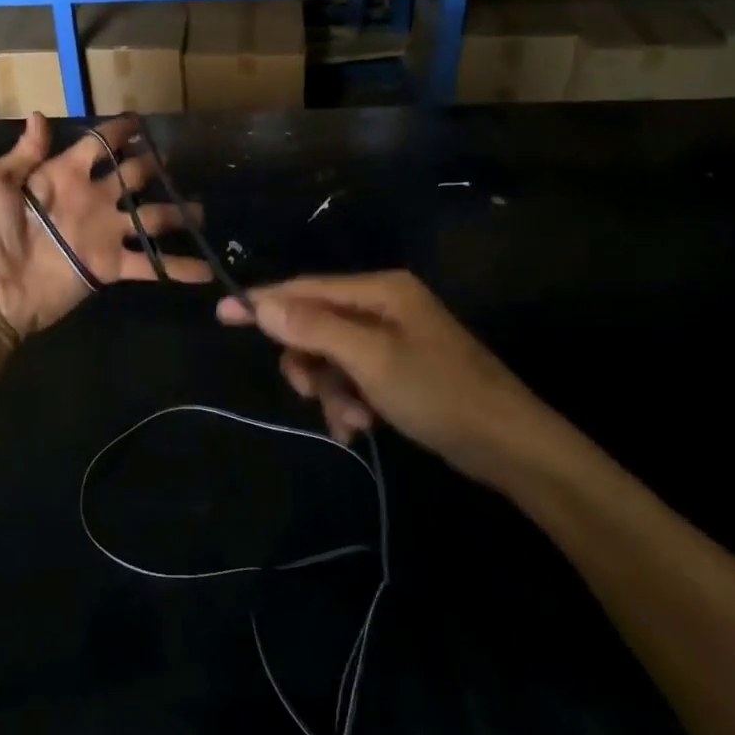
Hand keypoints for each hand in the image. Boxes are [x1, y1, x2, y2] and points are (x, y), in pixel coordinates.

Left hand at [0, 113, 210, 347]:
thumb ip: (22, 154)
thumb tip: (39, 116)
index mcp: (62, 174)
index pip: (98, 145)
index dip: (118, 132)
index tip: (141, 122)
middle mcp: (89, 199)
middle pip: (131, 176)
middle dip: (152, 166)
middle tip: (174, 160)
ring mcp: (103, 234)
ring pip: (150, 217)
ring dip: (176, 213)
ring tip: (201, 211)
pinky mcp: (110, 267)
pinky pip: (150, 264)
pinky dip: (178, 268)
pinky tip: (208, 269)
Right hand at [217, 270, 554, 484]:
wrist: (512, 447)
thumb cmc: (440, 393)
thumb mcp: (370, 360)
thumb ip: (314, 328)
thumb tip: (261, 303)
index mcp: (380, 290)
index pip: (307, 288)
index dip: (265, 302)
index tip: (223, 314)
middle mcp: (384, 306)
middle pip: (317, 324)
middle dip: (308, 361)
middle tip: (309, 392)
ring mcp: (394, 338)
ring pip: (332, 356)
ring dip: (330, 390)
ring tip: (349, 422)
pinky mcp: (400, 370)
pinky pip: (354, 377)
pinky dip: (349, 401)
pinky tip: (359, 429)